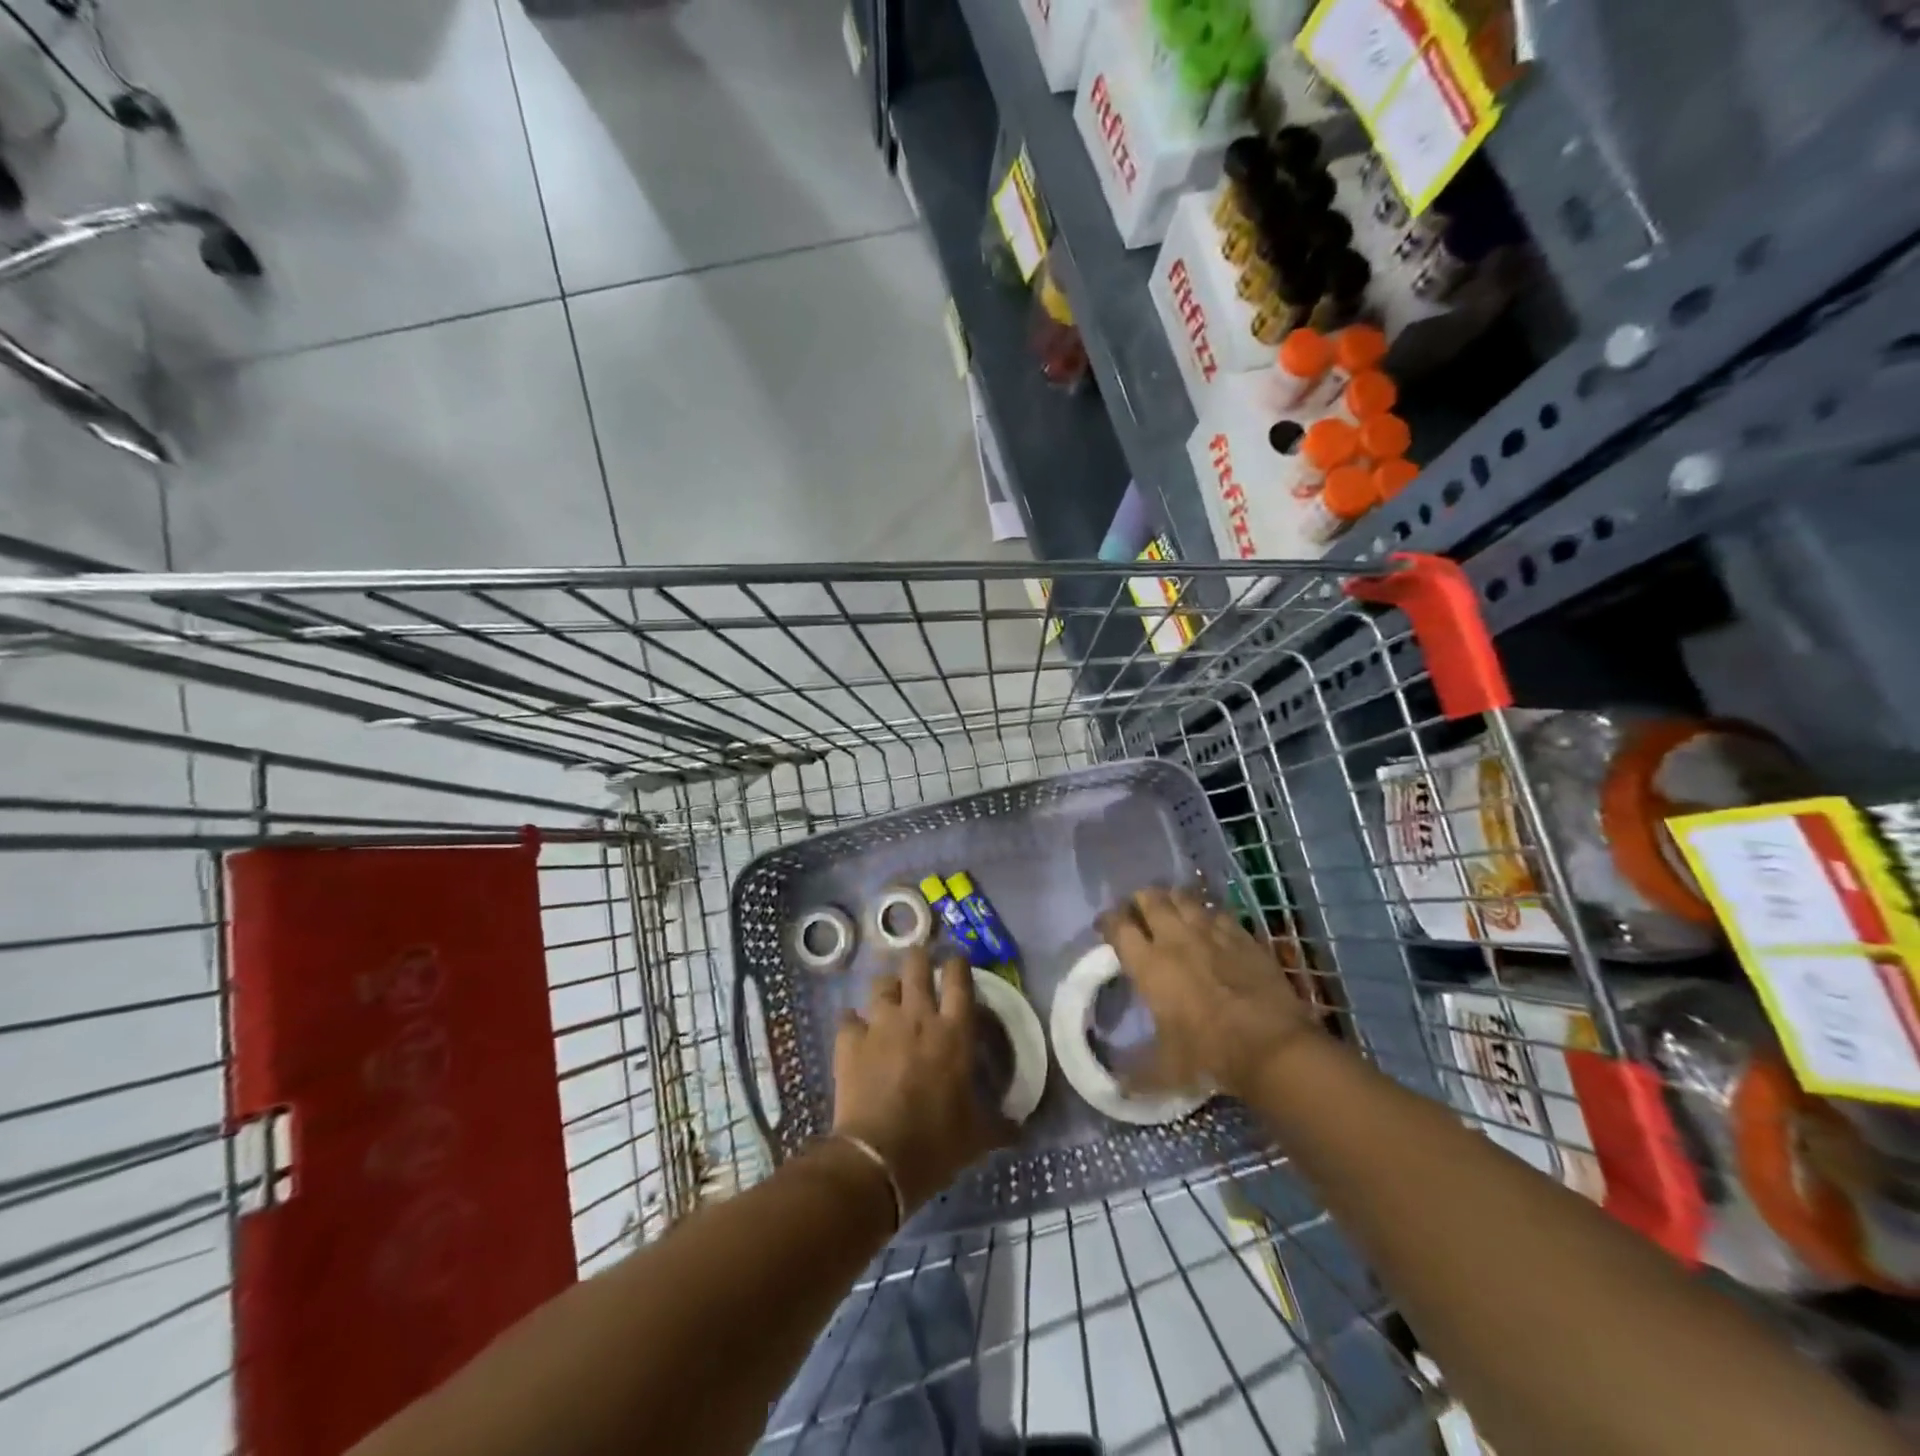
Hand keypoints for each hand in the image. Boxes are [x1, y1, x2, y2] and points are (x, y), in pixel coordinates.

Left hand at [832, 948, 1012, 1211]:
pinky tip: (855, 1030)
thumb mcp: (977, 1137)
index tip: (957, 963)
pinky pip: (848, 1017)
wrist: (878, 1158)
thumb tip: (1020, 1132)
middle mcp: (917, 1017)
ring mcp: (880, 1025)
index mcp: (954, 1032)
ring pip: (881, 983)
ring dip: (887, 987)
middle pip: (916, 965)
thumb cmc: (936, 1142)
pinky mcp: (849, 1041)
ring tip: (889, 997)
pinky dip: (852, 1021)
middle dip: (918, 959)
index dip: (957, 964)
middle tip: (921, 968)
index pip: (959, 978)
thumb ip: (999, 1126)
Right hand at [1101, 887, 1319, 1099]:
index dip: (1108, 921)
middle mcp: (1175, 939)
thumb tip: (1116, 1090)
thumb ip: (1136, 1075)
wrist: (1272, 1047)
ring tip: (1171, 910)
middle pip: (1150, 899)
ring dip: (1173, 900)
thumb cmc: (1210, 1055)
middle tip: (1138, 913)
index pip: (1118, 926)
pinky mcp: (1242, 936)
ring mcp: (1211, 933)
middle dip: (1139, 901)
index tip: (1105, 926)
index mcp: (1148, 965)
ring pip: (1184, 898)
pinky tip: (1209, 924)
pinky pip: (1219, 912)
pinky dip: (1209, 914)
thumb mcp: (1166, 1071)